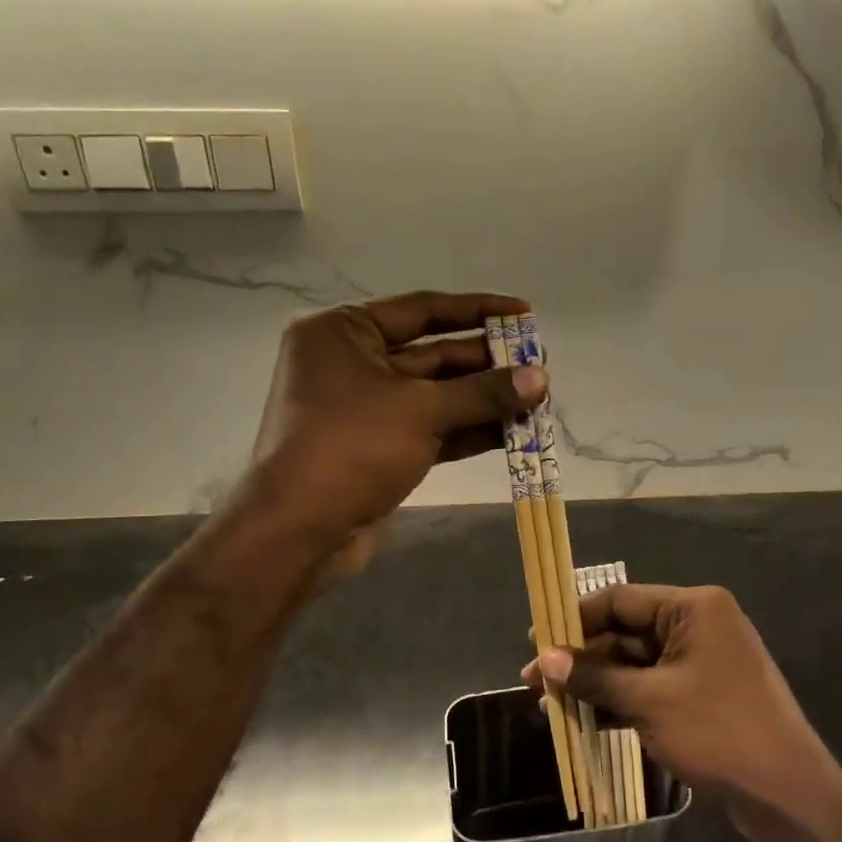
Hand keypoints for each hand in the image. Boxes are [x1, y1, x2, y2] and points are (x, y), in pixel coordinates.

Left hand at [235, 291, 547, 552]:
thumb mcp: (422, 410)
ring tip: (537, 399)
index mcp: (344, 332)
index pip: (423, 309)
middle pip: (434, 353)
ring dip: (485, 399)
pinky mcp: (380, 448)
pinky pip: (432, 428)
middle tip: (540, 365)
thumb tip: (542, 378)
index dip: (477, 310)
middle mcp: (352, 363)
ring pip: (437, 395)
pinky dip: (469, 429)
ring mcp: (366, 409)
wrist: (299, 531)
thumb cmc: (351, 447)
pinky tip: (514, 431)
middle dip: (488, 362)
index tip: (524, 313)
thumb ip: (484, 392)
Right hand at [522, 584, 841, 841]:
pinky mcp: (702, 695)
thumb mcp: (649, 701)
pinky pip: (651, 687)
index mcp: (693, 607)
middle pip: (626, 632)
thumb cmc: (718, 731)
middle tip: (535, 680)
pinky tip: (584, 720)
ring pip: (635, 663)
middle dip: (581, 657)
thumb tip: (546, 659)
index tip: (535, 637)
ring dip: (596, 682)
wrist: (788, 795)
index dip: (574, 618)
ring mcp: (701, 662)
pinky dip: (620, 701)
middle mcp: (698, 624)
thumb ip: (596, 676)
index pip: (620, 600)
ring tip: (549, 703)